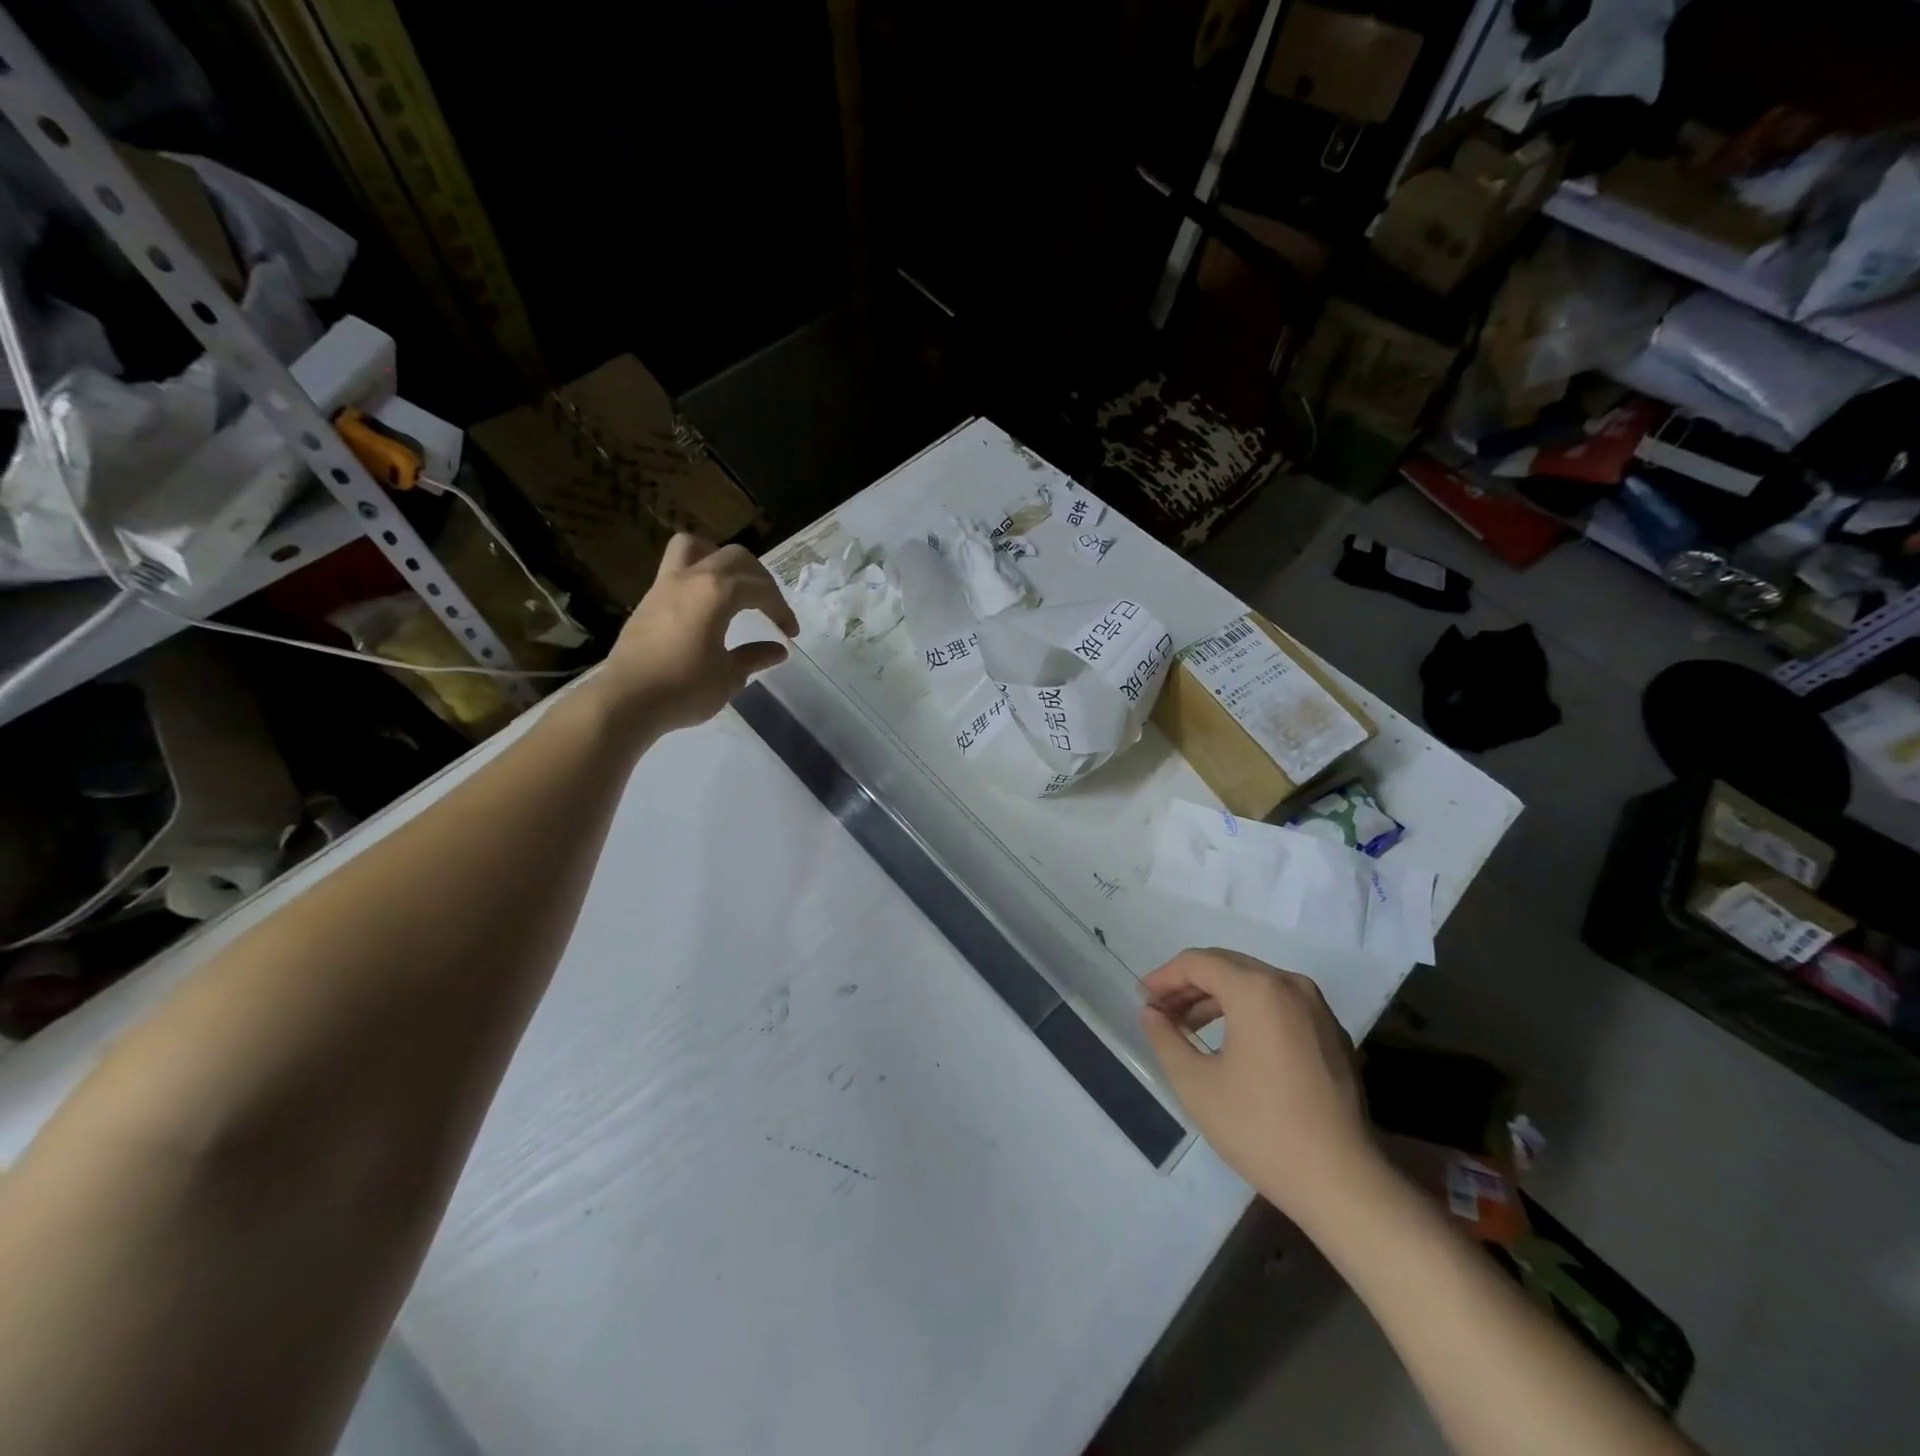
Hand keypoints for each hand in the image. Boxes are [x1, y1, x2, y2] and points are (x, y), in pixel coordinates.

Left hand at [597, 535, 799, 733]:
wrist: (627, 700)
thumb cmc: (685, 688)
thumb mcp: (729, 676)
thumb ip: (754, 656)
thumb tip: (778, 649)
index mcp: (717, 593)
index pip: (760, 589)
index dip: (781, 608)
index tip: (790, 633)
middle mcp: (692, 578)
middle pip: (735, 557)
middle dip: (760, 579)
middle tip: (769, 606)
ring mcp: (665, 585)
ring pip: (696, 547)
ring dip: (721, 559)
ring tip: (733, 585)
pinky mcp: (649, 599)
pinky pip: (677, 567)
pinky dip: (699, 574)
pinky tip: (706, 604)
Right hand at [1140, 948, 1380, 1229]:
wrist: (1341, 1181)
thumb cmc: (1260, 1128)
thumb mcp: (1196, 1084)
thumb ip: (1165, 1038)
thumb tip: (1151, 1012)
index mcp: (1256, 990)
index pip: (1198, 962)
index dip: (1164, 976)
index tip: (1142, 999)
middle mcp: (1290, 985)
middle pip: (1227, 966)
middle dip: (1189, 984)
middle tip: (1160, 1011)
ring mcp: (1317, 1008)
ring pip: (1254, 984)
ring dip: (1217, 998)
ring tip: (1188, 1028)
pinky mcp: (1331, 1033)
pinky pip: (1279, 1004)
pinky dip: (1248, 1011)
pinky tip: (1231, 1043)